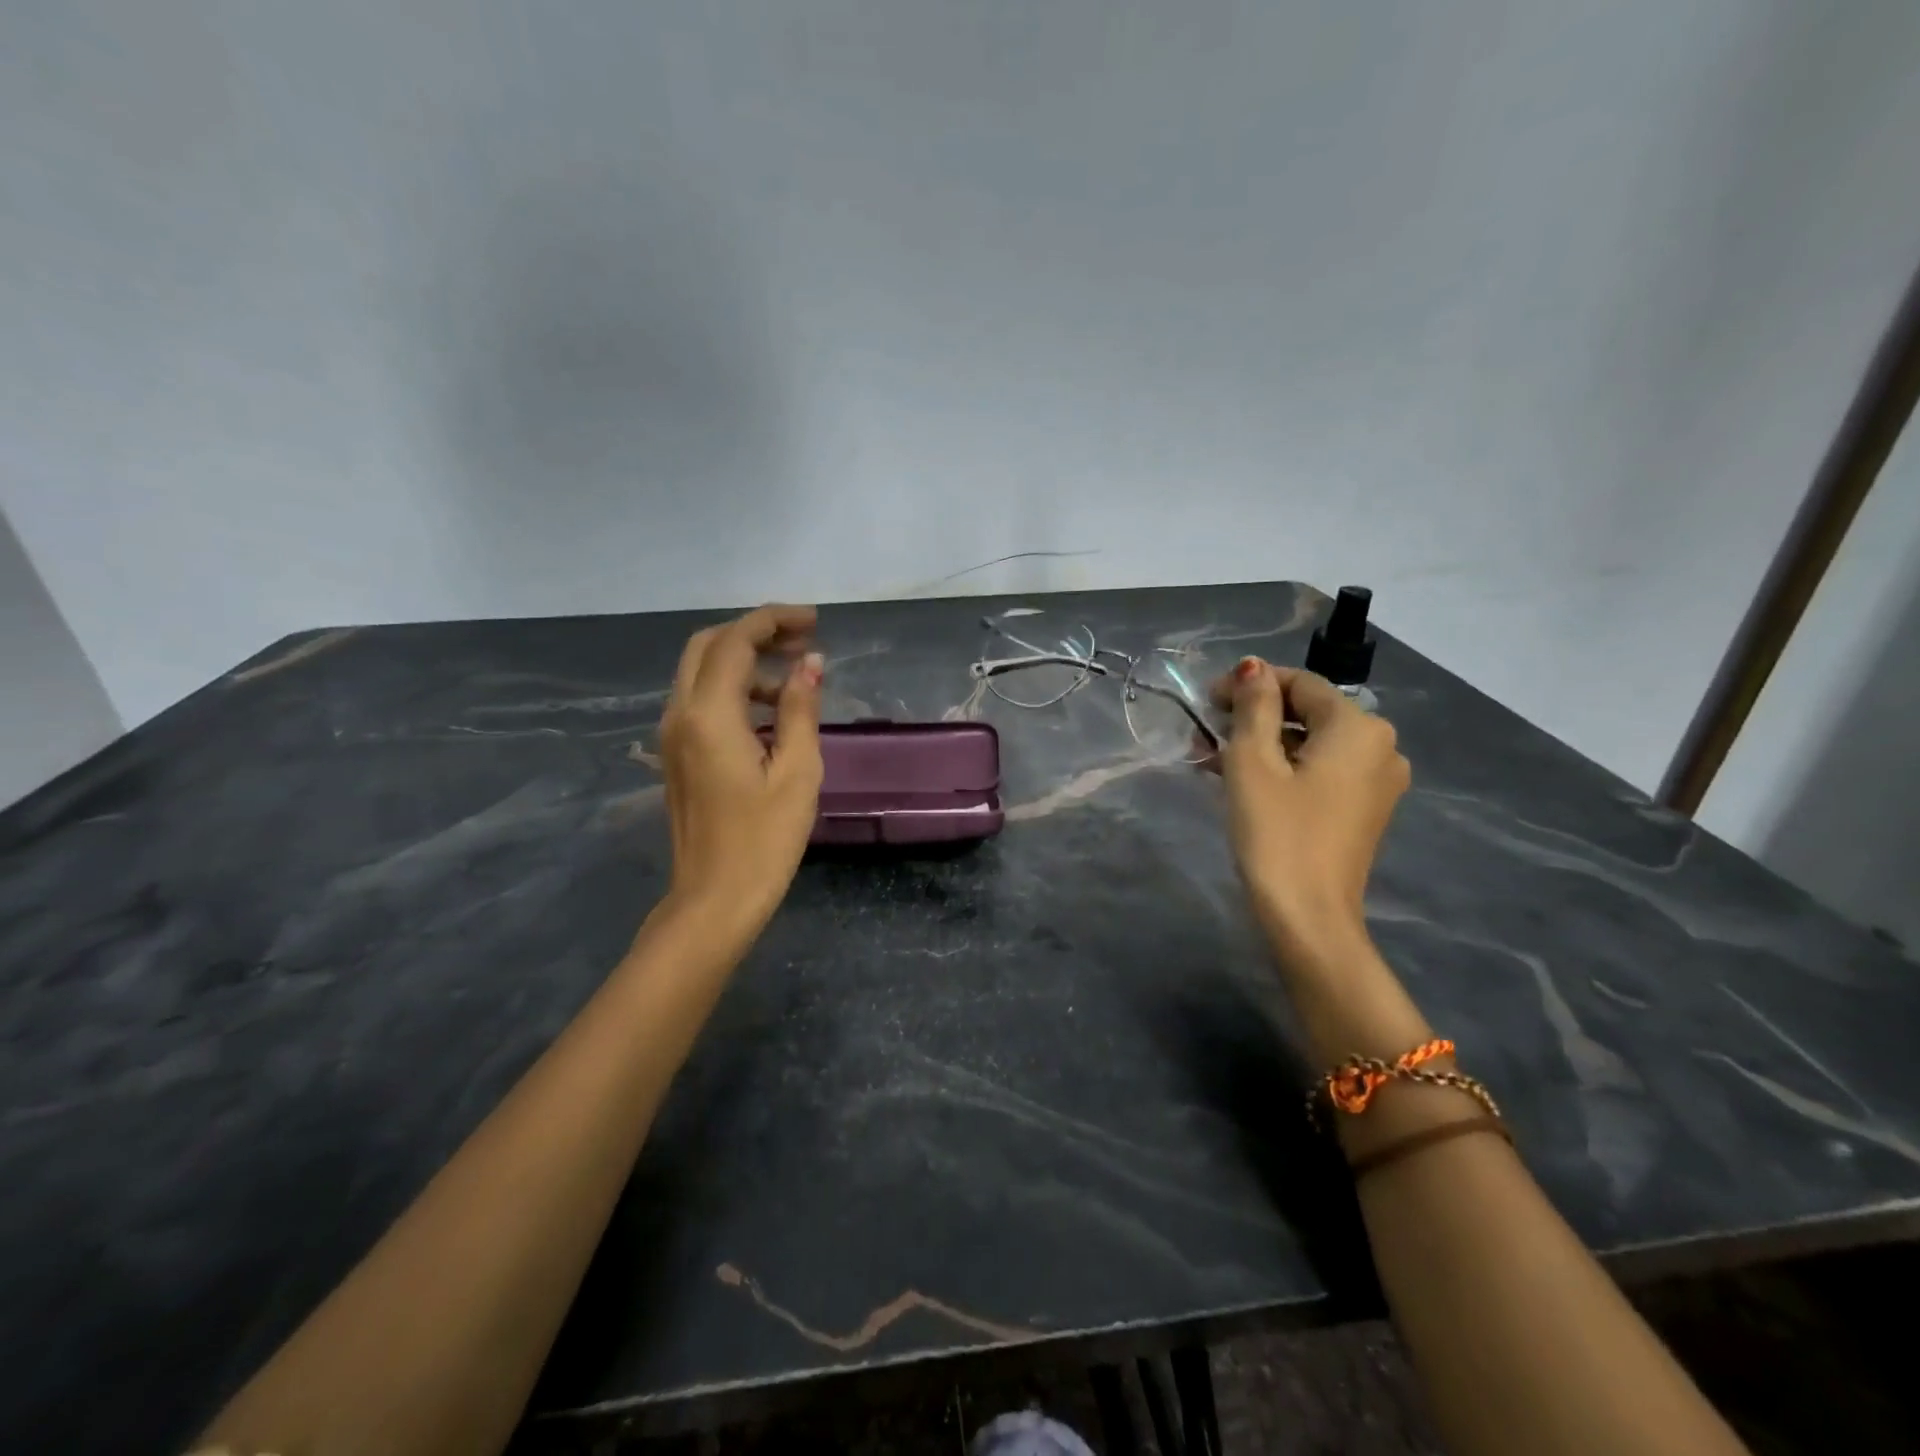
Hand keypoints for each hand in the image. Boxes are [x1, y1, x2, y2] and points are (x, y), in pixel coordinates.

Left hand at [659, 604, 824, 930]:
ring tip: (793, 677)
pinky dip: (733, 688)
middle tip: (802, 640)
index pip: (736, 642)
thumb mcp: (797, 772)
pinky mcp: (676, 755)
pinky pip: (700, 700)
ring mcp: (672, 735)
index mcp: (709, 715)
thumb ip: (800, 710)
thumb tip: (809, 663)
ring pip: (700, 671)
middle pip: (708, 645)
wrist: (714, 900)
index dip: (773, 621)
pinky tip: (769, 712)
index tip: (814, 621)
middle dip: (754, 632)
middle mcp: (680, 714)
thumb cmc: (764, 840)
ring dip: (744, 660)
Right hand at [1210, 658, 1409, 967]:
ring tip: (1213, 760)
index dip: (1249, 686)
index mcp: (1359, 727)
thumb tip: (1252, 667)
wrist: (1309, 916)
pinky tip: (1244, 780)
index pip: (1299, 683)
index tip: (1206, 704)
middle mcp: (1381, 746)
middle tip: (1206, 734)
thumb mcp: (1253, 762)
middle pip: (1308, 712)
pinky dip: (1285, 768)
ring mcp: (1377, 781)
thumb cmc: (1277, 832)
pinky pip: (1321, 770)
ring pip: (1312, 743)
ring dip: (1263, 744)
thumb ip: (1254, 706)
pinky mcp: (1365, 809)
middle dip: (1254, 717)